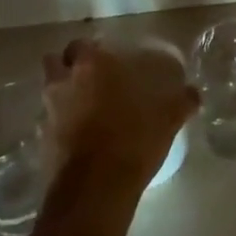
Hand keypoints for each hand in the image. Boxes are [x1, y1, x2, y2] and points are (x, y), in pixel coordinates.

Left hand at [41, 39, 198, 188]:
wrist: (96, 191)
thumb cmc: (132, 138)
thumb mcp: (167, 117)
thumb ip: (181, 100)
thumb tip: (194, 93)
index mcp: (92, 65)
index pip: (81, 44)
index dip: (91, 50)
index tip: (106, 59)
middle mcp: (64, 83)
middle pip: (55, 63)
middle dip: (68, 67)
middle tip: (91, 78)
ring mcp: (48, 114)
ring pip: (50, 93)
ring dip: (63, 96)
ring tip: (86, 108)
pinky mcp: (41, 144)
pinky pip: (49, 125)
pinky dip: (60, 126)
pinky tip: (81, 138)